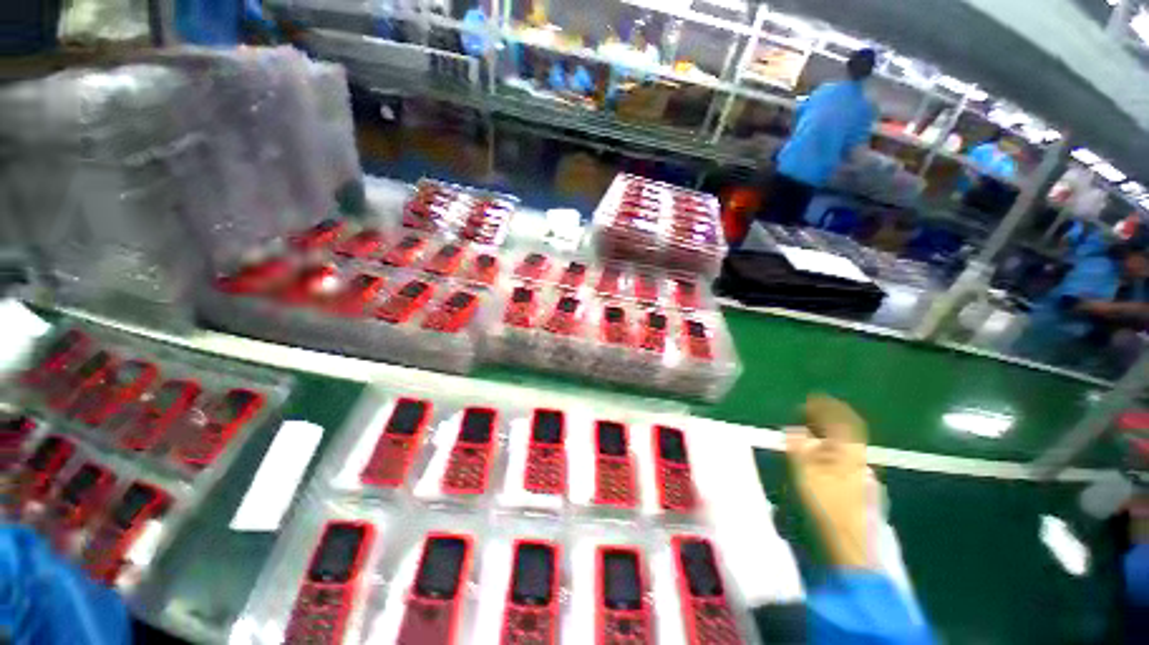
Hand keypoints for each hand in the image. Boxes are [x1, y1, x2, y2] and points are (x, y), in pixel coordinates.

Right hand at [786, 394, 875, 569]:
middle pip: (847, 429)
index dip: (826, 406)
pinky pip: (845, 454)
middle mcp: (858, 457)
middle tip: (808, 410)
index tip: (809, 398)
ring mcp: (860, 472)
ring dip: (830, 430)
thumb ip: (799, 447)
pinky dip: (832, 445)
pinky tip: (823, 450)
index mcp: (848, 450)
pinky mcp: (857, 485)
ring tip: (812, 426)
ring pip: (846, 442)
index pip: (841, 420)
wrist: (847, 541)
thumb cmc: (825, 503)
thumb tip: (794, 428)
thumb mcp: (805, 472)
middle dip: (828, 416)